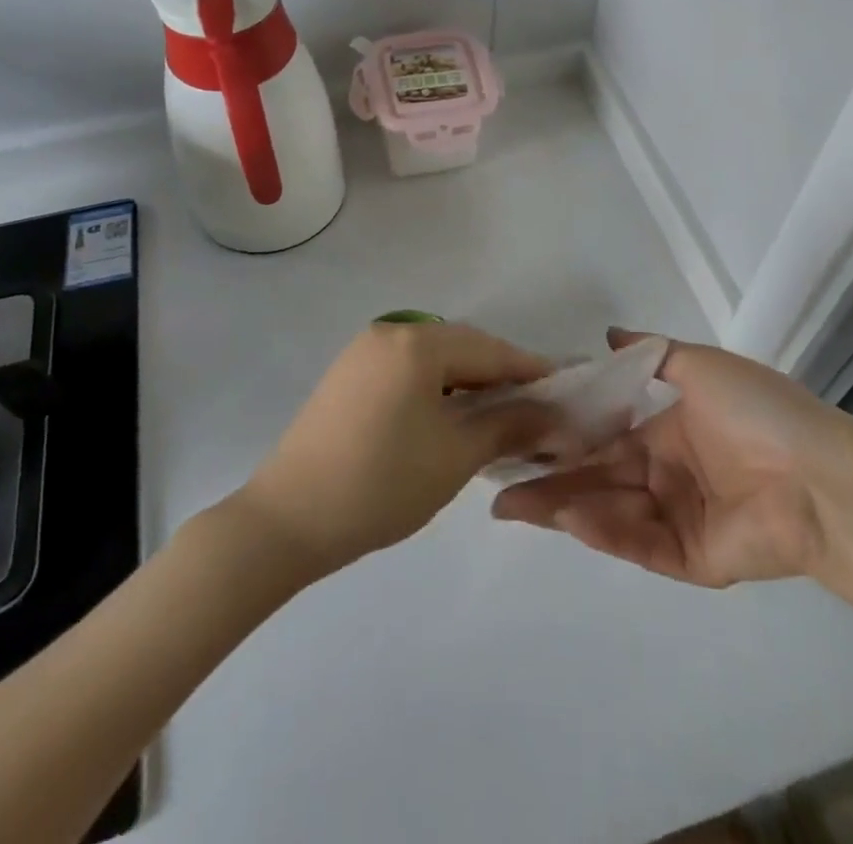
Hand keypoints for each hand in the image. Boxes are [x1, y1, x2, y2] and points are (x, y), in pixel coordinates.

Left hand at [237, 322, 554, 577]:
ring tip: (496, 419)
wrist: (288, 520)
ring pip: (433, 359)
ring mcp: (362, 353)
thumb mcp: (456, 456)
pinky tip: (448, 419)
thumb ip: (509, 426)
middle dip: (500, 377)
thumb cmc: (382, 483)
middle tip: (535, 411)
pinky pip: (406, 371)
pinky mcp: (346, 376)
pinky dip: (435, 389)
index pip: (490, 349)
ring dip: (467, 384)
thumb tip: (554, 414)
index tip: (564, 392)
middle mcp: (389, 332)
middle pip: (461, 347)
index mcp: (416, 342)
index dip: (530, 370)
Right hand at [491, 329, 852, 586]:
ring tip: (512, 503)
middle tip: (497, 480)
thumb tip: (608, 333)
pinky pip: (638, 542)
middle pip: (597, 477)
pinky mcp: (690, 559)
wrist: (821, 475)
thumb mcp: (702, 365)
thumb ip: (652, 353)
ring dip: (562, 506)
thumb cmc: (758, 412)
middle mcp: (665, 475)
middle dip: (548, 479)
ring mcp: (676, 519)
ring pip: (608, 512)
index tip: (520, 430)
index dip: (564, 433)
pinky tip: (566, 516)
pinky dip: (602, 531)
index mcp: (667, 433)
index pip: (604, 435)